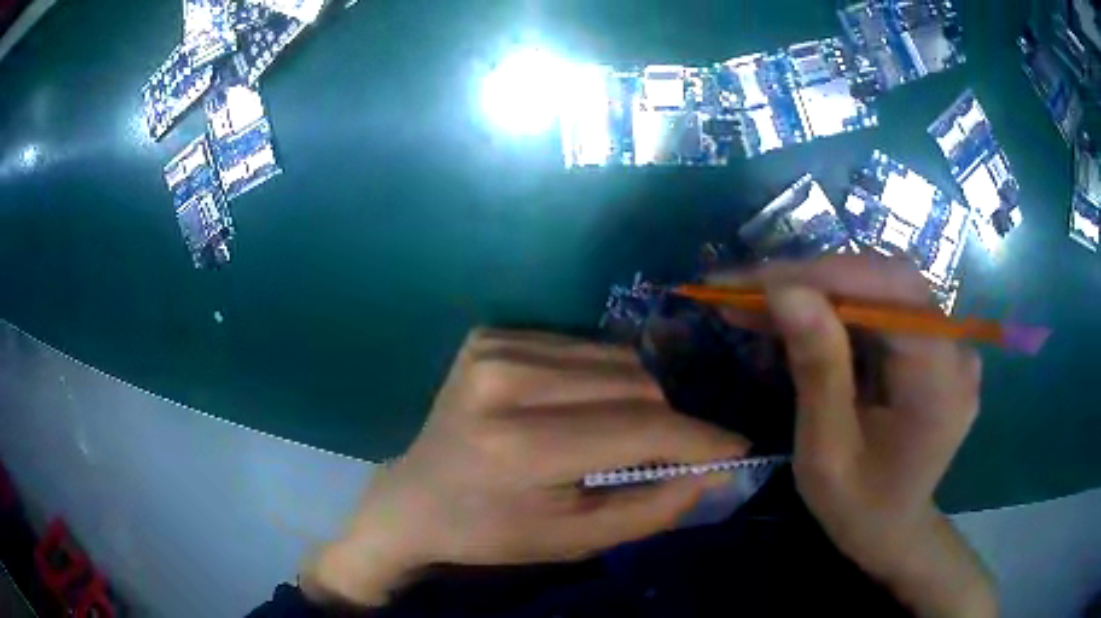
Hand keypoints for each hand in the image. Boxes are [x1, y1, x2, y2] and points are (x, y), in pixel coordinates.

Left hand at [302, 328, 748, 606]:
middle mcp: (504, 380)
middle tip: (668, 453)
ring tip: (620, 434)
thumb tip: (713, 470)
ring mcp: (493, 347)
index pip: (638, 429)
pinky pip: (582, 348)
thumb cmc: (490, 531)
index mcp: (518, 446)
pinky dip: (601, 379)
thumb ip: (651, 507)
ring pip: (615, 358)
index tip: (735, 447)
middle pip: (633, 383)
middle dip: (667, 420)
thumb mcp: (573, 539)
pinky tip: (581, 409)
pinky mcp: (490, 334)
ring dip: (637, 397)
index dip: (697, 439)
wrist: (413, 497)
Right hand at [712, 255, 996, 616]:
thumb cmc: (858, 506)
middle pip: (888, 281)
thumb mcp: (826, 453)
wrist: (893, 527)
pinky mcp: (931, 343)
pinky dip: (836, 306)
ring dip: (820, 289)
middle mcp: (955, 351)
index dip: (827, 277)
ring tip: (759, 302)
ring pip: (881, 287)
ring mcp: (948, 344)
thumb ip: (817, 371)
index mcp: (940, 384)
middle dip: (815, 279)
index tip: (756, 283)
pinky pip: (883, 306)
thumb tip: (785, 291)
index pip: (894, 294)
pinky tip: (798, 317)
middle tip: (747, 289)